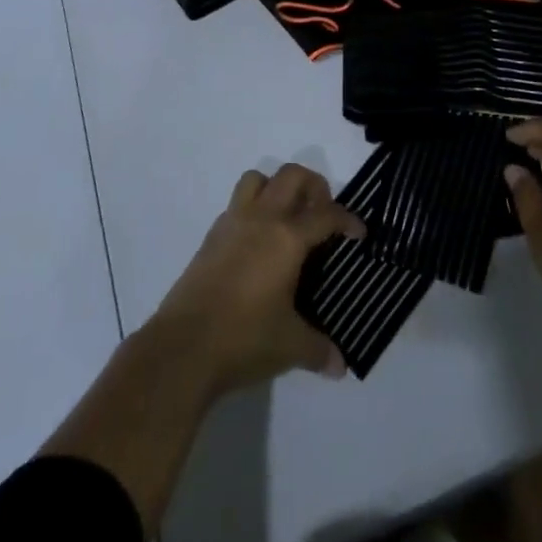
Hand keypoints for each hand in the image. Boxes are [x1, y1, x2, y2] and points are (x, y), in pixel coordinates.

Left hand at [147, 163, 365, 395]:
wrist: (182, 348)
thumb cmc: (244, 338)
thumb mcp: (290, 346)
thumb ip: (319, 349)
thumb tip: (340, 365)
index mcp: (287, 237)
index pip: (326, 214)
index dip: (347, 220)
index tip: (358, 233)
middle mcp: (261, 219)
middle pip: (292, 176)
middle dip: (314, 186)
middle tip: (322, 214)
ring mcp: (232, 223)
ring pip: (258, 179)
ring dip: (277, 188)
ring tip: (287, 218)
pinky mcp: (210, 237)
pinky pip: (236, 205)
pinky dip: (252, 211)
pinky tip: (257, 244)